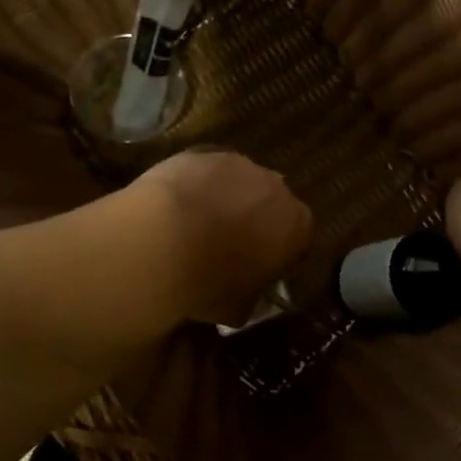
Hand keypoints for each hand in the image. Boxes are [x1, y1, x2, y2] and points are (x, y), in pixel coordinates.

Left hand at [123, 150, 313, 325]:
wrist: (160, 239)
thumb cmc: (209, 282)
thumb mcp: (237, 309)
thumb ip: (249, 299)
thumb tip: (242, 299)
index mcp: (296, 225)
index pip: (300, 238)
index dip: (280, 253)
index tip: (261, 267)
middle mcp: (275, 186)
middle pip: (271, 202)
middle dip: (255, 219)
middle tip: (228, 244)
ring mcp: (238, 163)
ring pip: (238, 182)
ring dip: (225, 199)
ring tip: (196, 224)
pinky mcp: (201, 151)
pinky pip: (205, 171)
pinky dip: (196, 185)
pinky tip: (175, 206)